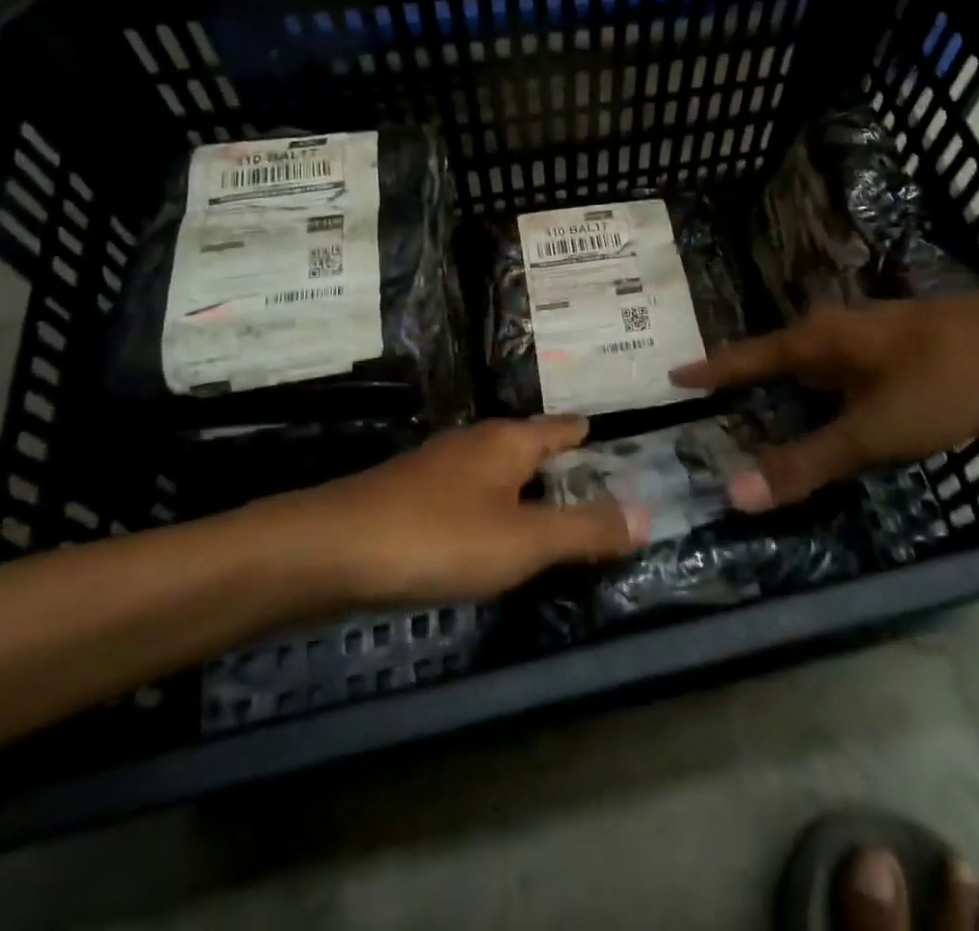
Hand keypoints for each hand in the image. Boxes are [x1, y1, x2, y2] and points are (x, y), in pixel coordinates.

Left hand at [298, 416, 643, 604]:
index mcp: (507, 441)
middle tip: (592, 482)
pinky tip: (488, 535)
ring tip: (548, 511)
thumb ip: (585, 529)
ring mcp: (437, 468)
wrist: (331, 550)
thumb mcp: (523, 540)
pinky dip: (492, 509)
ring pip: (495, 471)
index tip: (610, 440)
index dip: (585, 435)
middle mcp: (474, 443)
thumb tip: (647, 513)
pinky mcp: (409, 497)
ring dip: (523, 487)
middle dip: (557, 461)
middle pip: (527, 445)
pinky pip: (468, 496)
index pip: (560, 428)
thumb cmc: (439, 536)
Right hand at [672, 289, 978, 509]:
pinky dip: (826, 388)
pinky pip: (844, 366)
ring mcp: (872, 331)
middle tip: (717, 404)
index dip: (711, 371)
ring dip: (788, 385)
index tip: (674, 375)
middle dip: (746, 379)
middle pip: (776, 355)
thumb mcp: (873, 432)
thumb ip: (807, 463)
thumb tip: (735, 492)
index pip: (747, 357)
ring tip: (767, 407)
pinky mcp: (903, 341)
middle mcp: (836, 328)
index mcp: (816, 341)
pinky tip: (838, 403)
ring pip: (814, 360)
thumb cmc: (943, 380)